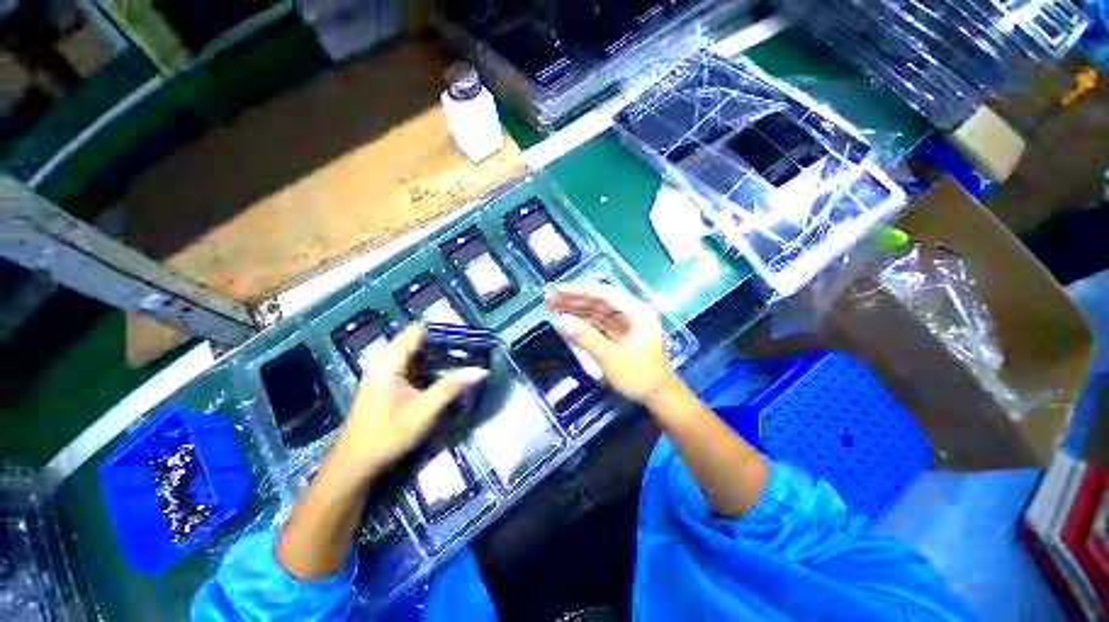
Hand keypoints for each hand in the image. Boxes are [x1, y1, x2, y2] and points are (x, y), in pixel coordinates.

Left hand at [329, 323, 487, 482]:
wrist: (355, 465)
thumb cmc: (387, 435)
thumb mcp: (424, 411)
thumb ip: (452, 387)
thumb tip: (481, 370)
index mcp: (389, 361)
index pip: (418, 330)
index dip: (442, 328)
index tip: (466, 334)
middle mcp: (384, 360)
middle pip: (418, 340)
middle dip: (444, 343)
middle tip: (470, 348)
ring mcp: (384, 372)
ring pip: (416, 353)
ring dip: (438, 355)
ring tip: (464, 358)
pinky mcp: (387, 383)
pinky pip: (412, 365)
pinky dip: (430, 366)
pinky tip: (445, 374)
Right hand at [545, 283, 675, 403]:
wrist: (658, 396)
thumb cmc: (640, 377)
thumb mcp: (611, 358)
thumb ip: (587, 337)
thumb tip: (562, 321)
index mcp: (637, 311)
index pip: (604, 293)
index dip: (579, 290)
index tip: (557, 289)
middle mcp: (631, 312)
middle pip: (598, 300)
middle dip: (573, 298)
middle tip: (549, 297)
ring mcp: (625, 322)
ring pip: (596, 310)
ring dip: (575, 308)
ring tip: (551, 306)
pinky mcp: (618, 332)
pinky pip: (597, 322)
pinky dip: (582, 321)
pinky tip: (566, 319)